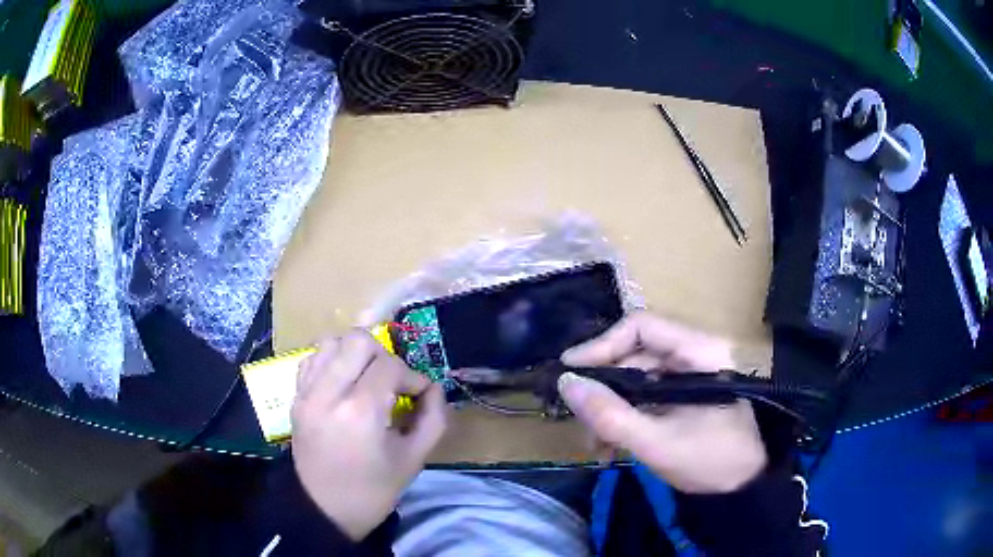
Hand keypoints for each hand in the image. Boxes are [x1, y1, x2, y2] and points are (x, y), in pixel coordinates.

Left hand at [291, 331, 446, 539]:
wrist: (324, 509)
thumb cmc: (373, 490)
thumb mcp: (414, 459)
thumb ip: (434, 418)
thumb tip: (434, 388)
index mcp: (360, 411)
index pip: (390, 366)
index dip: (412, 377)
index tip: (419, 396)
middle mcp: (328, 392)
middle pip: (358, 340)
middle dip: (384, 356)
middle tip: (392, 383)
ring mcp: (307, 392)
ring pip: (331, 341)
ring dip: (355, 354)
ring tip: (366, 379)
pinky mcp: (295, 397)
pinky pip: (313, 359)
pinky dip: (332, 361)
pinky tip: (344, 383)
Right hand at [558, 312, 766, 493]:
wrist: (745, 484)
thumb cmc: (711, 460)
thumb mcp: (657, 443)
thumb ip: (610, 416)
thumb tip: (567, 384)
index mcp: (699, 352)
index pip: (641, 327)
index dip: (602, 345)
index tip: (570, 372)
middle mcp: (694, 353)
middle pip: (635, 354)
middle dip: (604, 387)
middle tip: (579, 418)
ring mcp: (690, 374)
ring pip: (636, 376)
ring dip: (611, 407)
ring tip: (596, 444)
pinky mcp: (685, 393)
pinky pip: (646, 394)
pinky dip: (625, 415)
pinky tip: (612, 444)